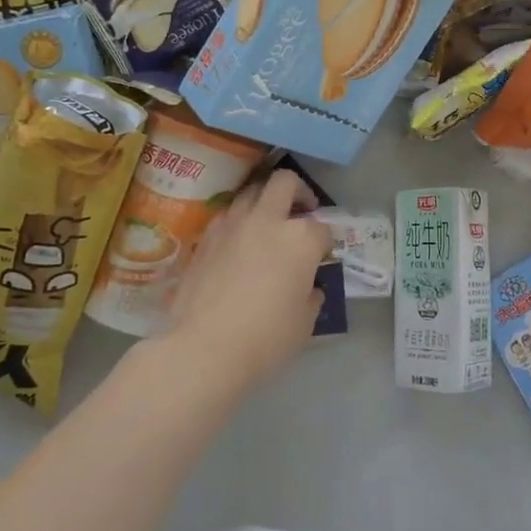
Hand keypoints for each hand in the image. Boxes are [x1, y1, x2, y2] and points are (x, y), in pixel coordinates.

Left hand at [159, 169, 331, 391]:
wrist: (205, 347)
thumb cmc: (265, 338)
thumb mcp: (304, 323)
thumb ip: (311, 296)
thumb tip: (308, 287)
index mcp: (301, 238)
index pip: (323, 229)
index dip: (326, 242)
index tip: (323, 256)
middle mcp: (268, 220)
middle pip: (286, 182)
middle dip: (298, 191)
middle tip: (301, 210)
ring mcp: (233, 224)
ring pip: (252, 191)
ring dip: (265, 201)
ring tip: (267, 222)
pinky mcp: (206, 236)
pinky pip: (227, 214)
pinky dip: (238, 220)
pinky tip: (238, 242)